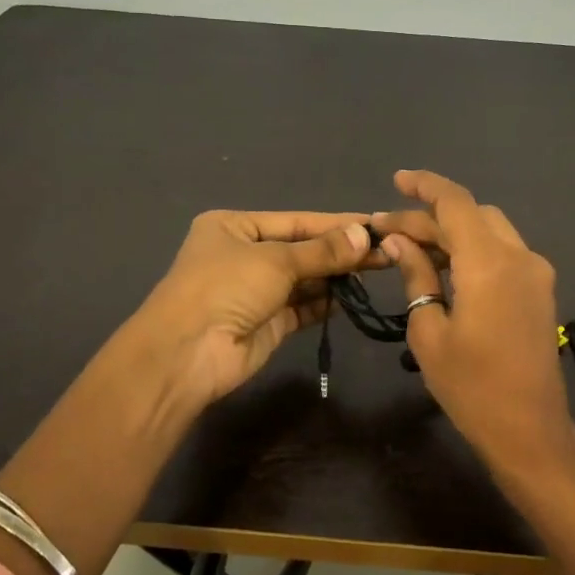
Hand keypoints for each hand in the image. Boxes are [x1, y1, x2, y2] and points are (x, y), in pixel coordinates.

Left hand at [134, 210, 376, 405]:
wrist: (186, 354)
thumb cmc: (225, 288)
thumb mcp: (275, 260)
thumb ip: (322, 251)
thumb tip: (365, 235)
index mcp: (234, 226)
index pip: (296, 220)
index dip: (336, 224)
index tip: (375, 224)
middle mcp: (244, 255)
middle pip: (302, 249)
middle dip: (340, 252)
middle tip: (387, 251)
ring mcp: (255, 292)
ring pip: (304, 279)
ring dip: (336, 276)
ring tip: (379, 271)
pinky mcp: (267, 324)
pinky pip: (303, 307)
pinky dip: (326, 302)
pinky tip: (354, 297)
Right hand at [369, 170, 574, 477]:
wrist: (529, 429)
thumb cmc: (470, 386)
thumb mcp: (429, 330)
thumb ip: (416, 275)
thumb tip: (399, 241)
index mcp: (489, 263)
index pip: (455, 203)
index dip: (424, 186)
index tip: (396, 181)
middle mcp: (519, 256)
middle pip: (472, 214)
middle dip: (430, 216)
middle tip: (390, 231)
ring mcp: (536, 272)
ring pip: (490, 230)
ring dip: (453, 231)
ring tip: (413, 248)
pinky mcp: (540, 290)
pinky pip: (504, 252)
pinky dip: (473, 249)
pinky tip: (446, 268)